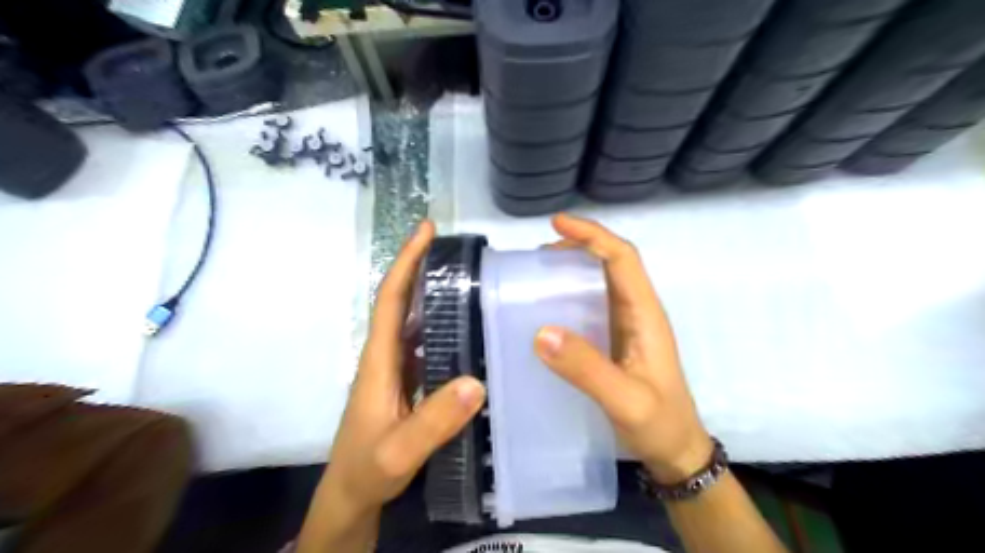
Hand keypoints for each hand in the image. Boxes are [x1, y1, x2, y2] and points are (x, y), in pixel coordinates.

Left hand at [317, 218, 485, 512]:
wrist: (352, 494)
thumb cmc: (368, 469)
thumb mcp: (400, 451)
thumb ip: (434, 421)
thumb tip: (477, 381)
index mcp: (379, 360)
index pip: (391, 299)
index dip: (407, 261)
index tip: (426, 229)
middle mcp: (386, 355)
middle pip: (402, 301)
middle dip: (422, 267)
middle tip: (460, 249)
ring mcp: (396, 368)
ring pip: (414, 320)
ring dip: (434, 293)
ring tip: (470, 279)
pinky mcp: (407, 381)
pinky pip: (425, 343)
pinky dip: (443, 325)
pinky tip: (468, 328)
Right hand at [535, 214, 712, 482]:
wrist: (677, 452)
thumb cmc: (659, 425)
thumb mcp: (626, 401)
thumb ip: (587, 369)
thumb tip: (542, 331)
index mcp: (646, 315)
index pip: (622, 259)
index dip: (593, 235)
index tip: (557, 223)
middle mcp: (638, 312)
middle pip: (612, 262)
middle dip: (579, 246)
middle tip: (539, 255)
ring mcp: (627, 326)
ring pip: (602, 281)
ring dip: (574, 268)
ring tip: (538, 273)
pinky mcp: (616, 340)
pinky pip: (593, 304)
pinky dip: (571, 294)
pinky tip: (550, 307)